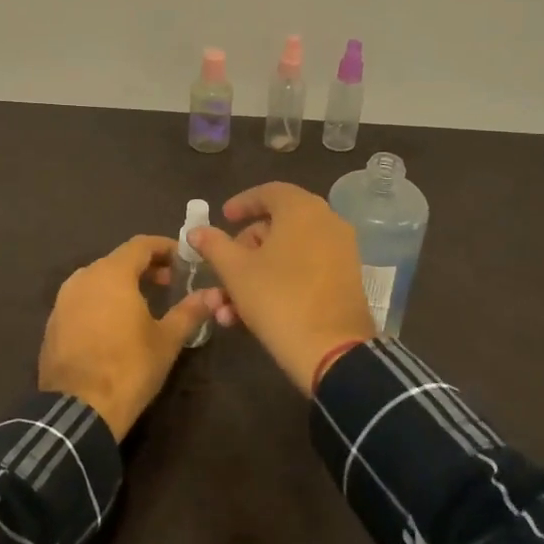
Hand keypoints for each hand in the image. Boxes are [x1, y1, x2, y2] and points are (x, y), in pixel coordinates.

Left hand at [38, 235, 213, 440]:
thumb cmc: (129, 368)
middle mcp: (84, 277)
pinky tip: (114, 325)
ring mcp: (63, 300)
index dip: (164, 247)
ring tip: (143, 304)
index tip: (183, 258)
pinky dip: (101, 302)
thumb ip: (189, 311)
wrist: (78, 410)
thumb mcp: (167, 340)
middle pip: (118, 260)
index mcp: (112, 273)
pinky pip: (82, 301)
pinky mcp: (53, 323)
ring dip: (121, 284)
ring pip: (98, 280)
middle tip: (168, 282)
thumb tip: (213, 294)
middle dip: (145, 267)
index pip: (141, 245)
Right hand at [191, 183, 376, 393]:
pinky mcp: (346, 280)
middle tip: (224, 266)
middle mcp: (327, 222)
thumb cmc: (278, 299)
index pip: (269, 192)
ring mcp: (341, 251)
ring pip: (289, 253)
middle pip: (278, 224)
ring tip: (227, 306)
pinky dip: (279, 283)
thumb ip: (214, 246)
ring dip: (255, 274)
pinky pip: (306, 270)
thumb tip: (197, 231)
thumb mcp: (236, 271)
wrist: (333, 351)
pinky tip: (250, 316)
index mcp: (302, 209)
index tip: (223, 218)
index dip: (242, 203)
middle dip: (244, 248)